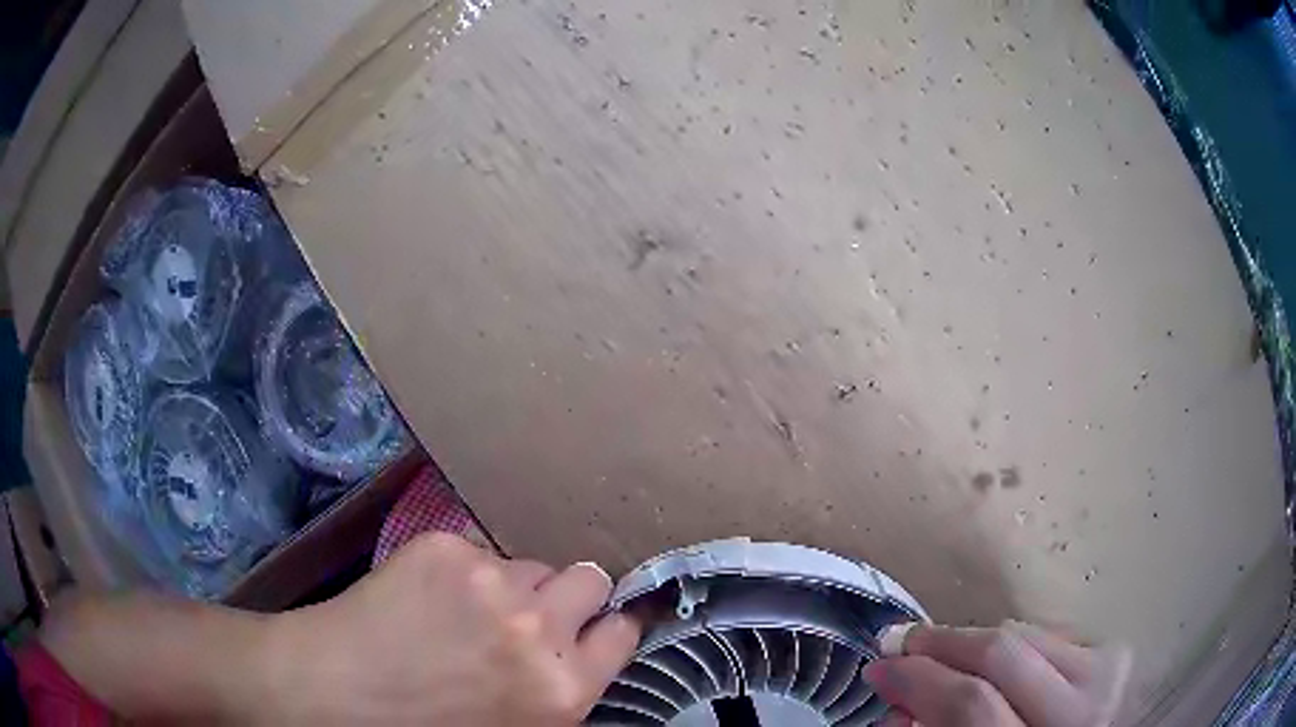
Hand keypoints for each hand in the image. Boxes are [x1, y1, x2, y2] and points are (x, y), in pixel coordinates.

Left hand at [261, 532, 640, 724]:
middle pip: (588, 579)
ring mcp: (488, 580)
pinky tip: (426, 597)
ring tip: (466, 610)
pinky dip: (463, 572)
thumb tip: (578, 650)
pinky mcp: (441, 547)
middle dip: (568, 596)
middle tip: (530, 613)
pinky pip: (476, 552)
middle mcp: (538, 630)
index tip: (595, 622)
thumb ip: (558, 689)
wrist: (333, 693)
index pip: (622, 631)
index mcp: (562, 689)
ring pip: (528, 564)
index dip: (608, 624)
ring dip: (511, 586)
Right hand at [862, 621, 1130, 726]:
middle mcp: (1079, 709)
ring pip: (1025, 633)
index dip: (917, 681)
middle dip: (941, 644)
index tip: (881, 667)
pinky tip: (998, 661)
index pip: (971, 704)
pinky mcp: (1116, 651)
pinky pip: (1049, 633)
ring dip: (975, 641)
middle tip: (904, 644)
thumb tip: (898, 703)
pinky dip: (1014, 642)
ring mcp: (1106, 673)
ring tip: (946, 652)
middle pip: (1000, 654)